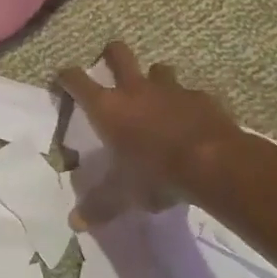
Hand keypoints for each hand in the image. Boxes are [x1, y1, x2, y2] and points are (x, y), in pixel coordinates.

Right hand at [59, 41, 244, 227]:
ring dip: (154, 79)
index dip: (66, 76)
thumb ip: (99, 205)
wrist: (214, 164)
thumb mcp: (122, 194)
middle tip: (109, 64)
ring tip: (156, 96)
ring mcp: (171, 90)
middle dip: (111, 54)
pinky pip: (190, 93)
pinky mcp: (202, 98)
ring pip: (158, 68)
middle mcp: (135, 90)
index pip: (76, 80)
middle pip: (118, 53)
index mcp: (107, 108)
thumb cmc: (156, 174)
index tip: (62, 77)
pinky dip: (187, 103)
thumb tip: (75, 223)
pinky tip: (191, 120)